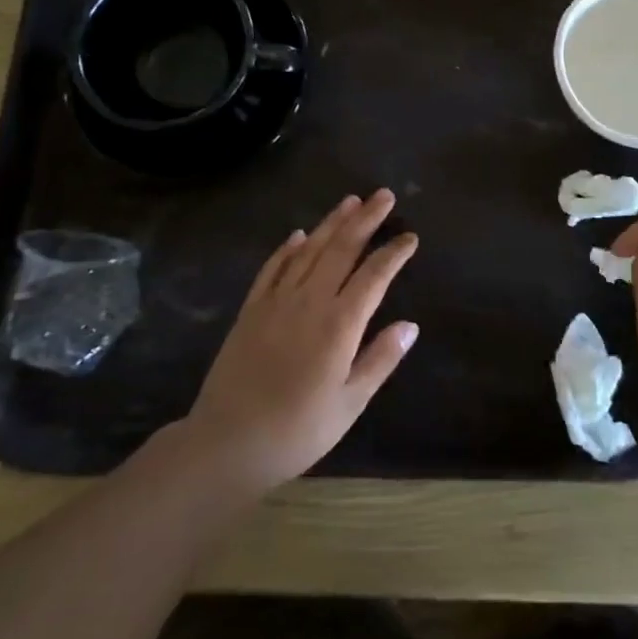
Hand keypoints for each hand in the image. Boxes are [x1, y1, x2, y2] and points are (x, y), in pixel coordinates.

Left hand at [185, 190, 419, 493]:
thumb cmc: (297, 431)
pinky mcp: (251, 309)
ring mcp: (276, 301)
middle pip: (342, 248)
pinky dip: (288, 248)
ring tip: (350, 201)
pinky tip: (299, 235)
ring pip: (309, 249)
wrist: (226, 443)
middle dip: (366, 219)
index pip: (374, 276)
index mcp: (339, 324)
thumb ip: (380, 360)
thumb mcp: (349, 404)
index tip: (410, 237)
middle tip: (384, 195)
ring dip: (331, 223)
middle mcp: (309, 300)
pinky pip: (273, 267)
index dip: (394, 253)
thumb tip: (410, 325)